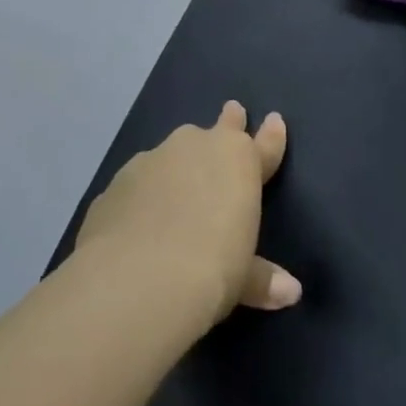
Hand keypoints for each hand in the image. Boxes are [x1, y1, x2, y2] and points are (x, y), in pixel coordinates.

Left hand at [75, 102, 298, 330]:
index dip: (271, 136)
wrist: (136, 280)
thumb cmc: (212, 269)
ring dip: (178, 165)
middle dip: (226, 125)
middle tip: (232, 113)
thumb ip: (263, 278)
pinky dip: (143, 196)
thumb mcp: (244, 279)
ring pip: (171, 155)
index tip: (274, 120)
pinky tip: (138, 221)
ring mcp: (149, 161)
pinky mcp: (114, 185)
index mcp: (237, 161)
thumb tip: (291, 292)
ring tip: (177, 189)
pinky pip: (138, 184)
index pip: (262, 145)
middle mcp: (194, 148)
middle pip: (216, 131)